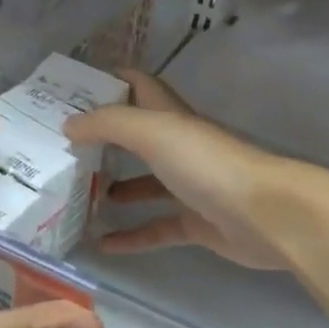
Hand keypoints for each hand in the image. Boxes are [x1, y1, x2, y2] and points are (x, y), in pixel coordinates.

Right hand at [64, 71, 314, 271]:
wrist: (265, 215)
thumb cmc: (208, 165)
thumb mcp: (153, 133)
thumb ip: (109, 124)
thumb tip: (69, 124)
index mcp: (172, 118)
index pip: (139, 87)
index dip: (110, 82)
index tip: (72, 89)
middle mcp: (180, 148)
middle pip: (137, 138)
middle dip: (103, 141)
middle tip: (63, 150)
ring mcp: (190, 187)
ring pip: (145, 185)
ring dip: (114, 189)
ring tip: (78, 196)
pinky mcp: (196, 223)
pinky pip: (157, 228)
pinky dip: (132, 236)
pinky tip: (103, 245)